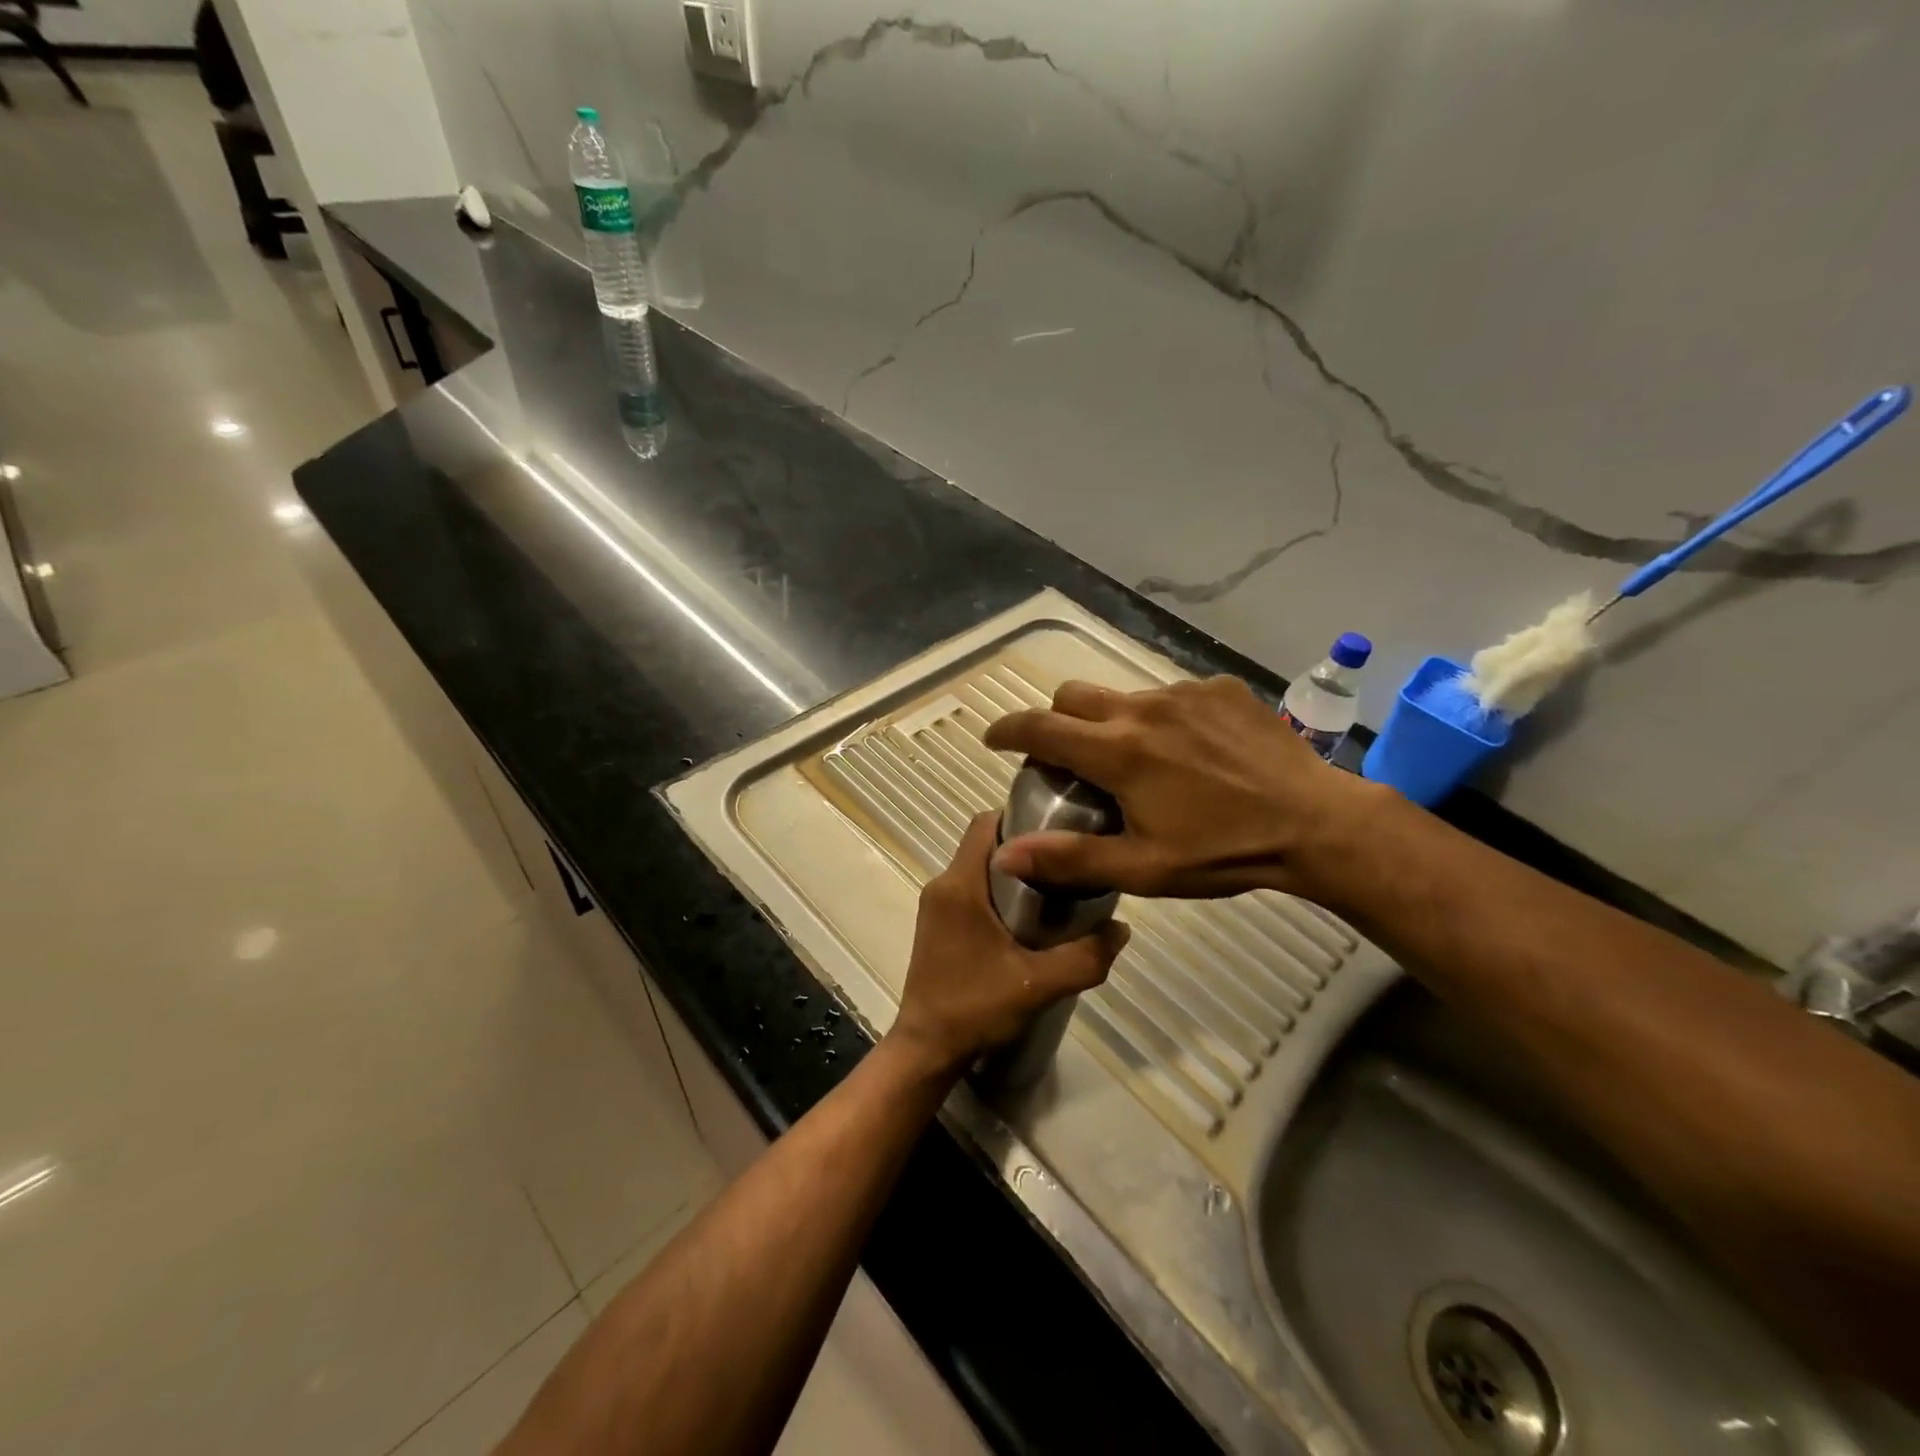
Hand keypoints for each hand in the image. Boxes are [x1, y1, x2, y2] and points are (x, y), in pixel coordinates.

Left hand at [888, 813, 1129, 1077]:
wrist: (927, 1048)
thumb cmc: (975, 1008)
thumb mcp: (1038, 985)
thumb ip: (1085, 957)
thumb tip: (1122, 929)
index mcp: (960, 885)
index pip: (985, 823)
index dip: (1021, 817)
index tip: (1059, 830)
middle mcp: (943, 885)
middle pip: (985, 843)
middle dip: (1025, 847)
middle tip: (1065, 863)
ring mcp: (936, 905)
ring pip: (979, 867)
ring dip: (1013, 871)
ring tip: (1054, 889)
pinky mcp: (937, 923)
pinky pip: (971, 888)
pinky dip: (998, 891)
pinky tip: (1027, 919)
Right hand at [982, 675, 1379, 900]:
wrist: (1317, 823)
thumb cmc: (1224, 852)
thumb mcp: (1143, 867)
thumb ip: (1070, 858)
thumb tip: (1005, 854)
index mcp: (1118, 752)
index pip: (1040, 726)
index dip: (1007, 729)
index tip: (994, 739)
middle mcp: (1143, 709)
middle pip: (1073, 696)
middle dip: (1057, 721)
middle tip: (1070, 758)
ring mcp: (1185, 693)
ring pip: (1124, 696)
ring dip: (1113, 722)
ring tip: (1140, 761)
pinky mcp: (1220, 689)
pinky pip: (1172, 695)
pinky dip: (1163, 718)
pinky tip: (1192, 751)